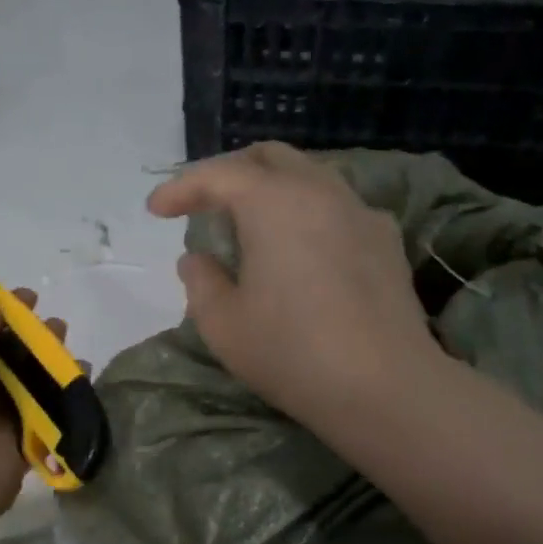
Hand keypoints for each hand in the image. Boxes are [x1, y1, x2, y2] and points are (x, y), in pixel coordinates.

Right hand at [146, 143, 437, 424]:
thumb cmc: (291, 352)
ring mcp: (360, 211)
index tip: (156, 211)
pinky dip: (308, 212)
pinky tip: (302, 247)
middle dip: (230, 172)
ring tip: (251, 225)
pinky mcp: (387, 240)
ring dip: (272, 189)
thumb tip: (197, 259)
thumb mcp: (223, 324)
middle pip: (269, 158)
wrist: (384, 386)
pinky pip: (338, 206)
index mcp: (273, 202)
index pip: (218, 175)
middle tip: (204, 203)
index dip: (180, 188)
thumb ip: (201, 281)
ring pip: (309, 176)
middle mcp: (320, 191)